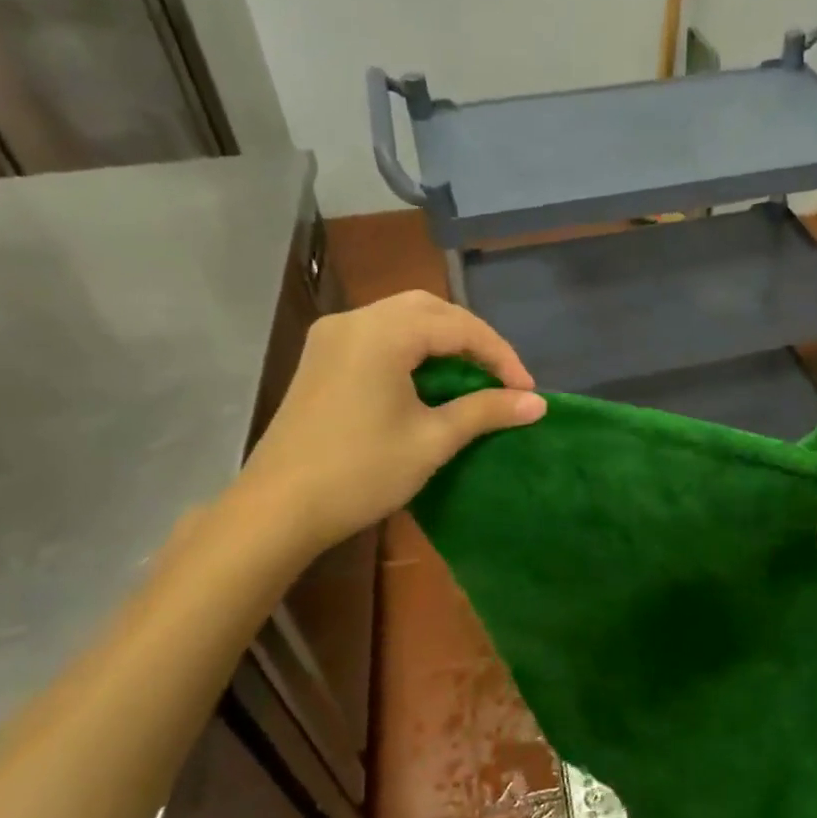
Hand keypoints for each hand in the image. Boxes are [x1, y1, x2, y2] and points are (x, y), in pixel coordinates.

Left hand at [237, 291, 543, 556]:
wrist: (278, 509)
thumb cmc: (361, 472)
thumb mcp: (433, 440)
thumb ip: (486, 411)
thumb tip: (538, 403)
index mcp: (382, 333)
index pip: (458, 326)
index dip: (500, 355)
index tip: (527, 391)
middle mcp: (354, 320)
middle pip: (429, 309)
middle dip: (472, 338)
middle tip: (501, 376)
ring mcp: (332, 336)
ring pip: (403, 318)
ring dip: (443, 340)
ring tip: (472, 376)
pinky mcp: (321, 357)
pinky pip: (379, 335)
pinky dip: (413, 348)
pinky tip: (429, 378)